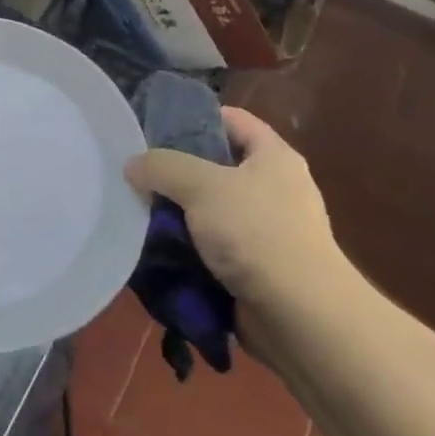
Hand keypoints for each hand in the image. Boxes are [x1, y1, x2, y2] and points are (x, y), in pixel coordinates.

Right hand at [125, 107, 344, 354]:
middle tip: (139, 174)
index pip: (232, 119)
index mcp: (273, 157)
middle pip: (217, 166)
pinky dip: (190, 248)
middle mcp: (275, 188)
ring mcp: (268, 231)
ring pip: (211, 209)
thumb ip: (162, 167)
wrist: (301, 318)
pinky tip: (159, 249)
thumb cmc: (256, 233)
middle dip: (178, 171)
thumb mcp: (201, 186)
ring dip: (179, 214)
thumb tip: (133, 165)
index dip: (195, 117)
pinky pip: (215, 247)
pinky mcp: (258, 268)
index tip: (155, 127)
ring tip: (140, 213)